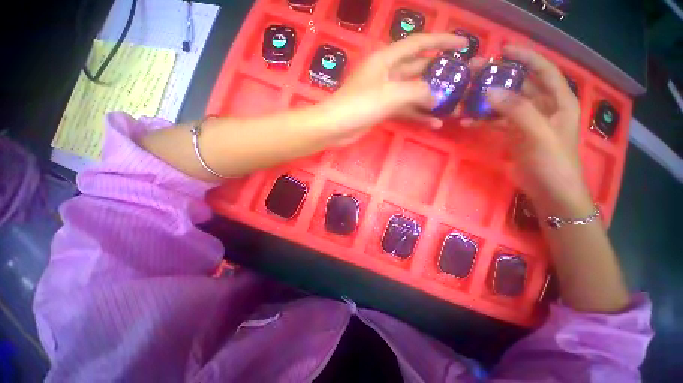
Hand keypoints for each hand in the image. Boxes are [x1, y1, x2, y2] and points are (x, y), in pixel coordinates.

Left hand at [318, 33, 466, 144]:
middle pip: (418, 68)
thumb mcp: (390, 94)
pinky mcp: (382, 109)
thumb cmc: (359, 105)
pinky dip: (417, 115)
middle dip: (439, 73)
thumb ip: (416, 91)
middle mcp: (387, 73)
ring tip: (453, 106)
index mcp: (387, 59)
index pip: (419, 43)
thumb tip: (438, 95)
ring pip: (412, 92)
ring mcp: (385, 93)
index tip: (464, 45)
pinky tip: (433, 123)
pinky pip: (404, 109)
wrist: (336, 127)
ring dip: (431, 99)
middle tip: (462, 80)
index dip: (442, 42)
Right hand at [470, 45, 591, 214]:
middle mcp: (543, 107)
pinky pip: (496, 121)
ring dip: (486, 100)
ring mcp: (527, 121)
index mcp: (559, 101)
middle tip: (474, 73)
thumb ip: (517, 111)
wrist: (549, 191)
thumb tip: (490, 91)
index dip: (525, 57)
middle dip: (498, 77)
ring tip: (465, 98)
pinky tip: (468, 121)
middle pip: (519, 85)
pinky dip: (483, 120)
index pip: (543, 70)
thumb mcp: (538, 134)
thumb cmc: (552, 162)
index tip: (502, 50)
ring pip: (505, 103)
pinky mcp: (514, 135)